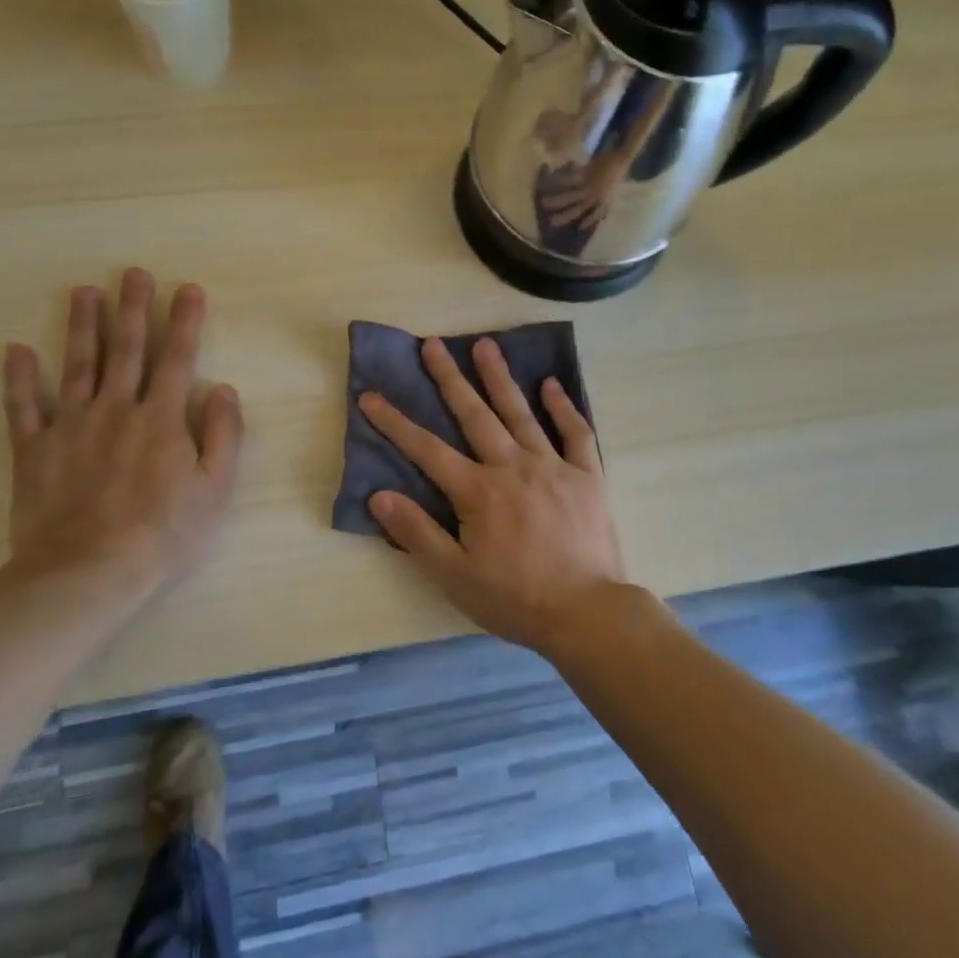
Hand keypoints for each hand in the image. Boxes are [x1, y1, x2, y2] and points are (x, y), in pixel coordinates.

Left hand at [1, 269, 243, 601]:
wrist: (87, 572)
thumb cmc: (163, 534)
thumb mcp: (214, 489)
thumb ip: (223, 434)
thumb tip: (223, 389)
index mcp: (162, 419)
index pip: (177, 358)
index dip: (184, 321)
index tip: (187, 288)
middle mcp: (116, 410)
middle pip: (126, 349)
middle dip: (132, 308)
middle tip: (132, 273)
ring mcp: (71, 426)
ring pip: (78, 365)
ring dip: (83, 326)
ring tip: (84, 292)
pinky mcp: (34, 450)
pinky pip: (24, 407)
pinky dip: (19, 378)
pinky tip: (17, 351)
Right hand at [360, 338, 628, 655]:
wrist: (586, 613)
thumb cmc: (514, 599)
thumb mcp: (455, 576)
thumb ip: (417, 533)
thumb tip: (379, 496)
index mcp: (478, 491)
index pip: (427, 449)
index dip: (395, 422)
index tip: (371, 396)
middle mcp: (513, 467)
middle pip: (474, 414)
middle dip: (449, 378)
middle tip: (433, 343)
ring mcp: (553, 467)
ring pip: (521, 413)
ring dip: (500, 378)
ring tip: (485, 345)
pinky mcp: (587, 476)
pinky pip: (575, 433)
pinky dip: (563, 407)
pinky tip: (551, 385)